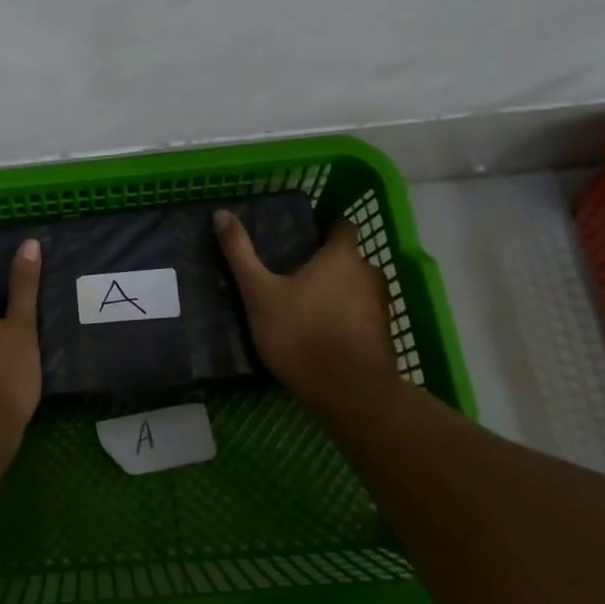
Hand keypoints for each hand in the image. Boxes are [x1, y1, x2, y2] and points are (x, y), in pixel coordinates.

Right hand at [213, 210, 397, 400]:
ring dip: (340, 292)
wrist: (348, 390)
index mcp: (341, 256)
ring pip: (358, 288)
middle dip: (328, 264)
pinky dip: (347, 318)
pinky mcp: (384, 335)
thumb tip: (221, 213)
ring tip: (308, 306)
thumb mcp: (258, 293)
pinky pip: (363, 315)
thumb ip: (240, 253)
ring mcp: (381, 306)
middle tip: (296, 276)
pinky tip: (324, 333)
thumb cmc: (299, 332)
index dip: (325, 230)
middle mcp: (368, 273)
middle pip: (350, 259)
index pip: (342, 227)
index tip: (302, 240)